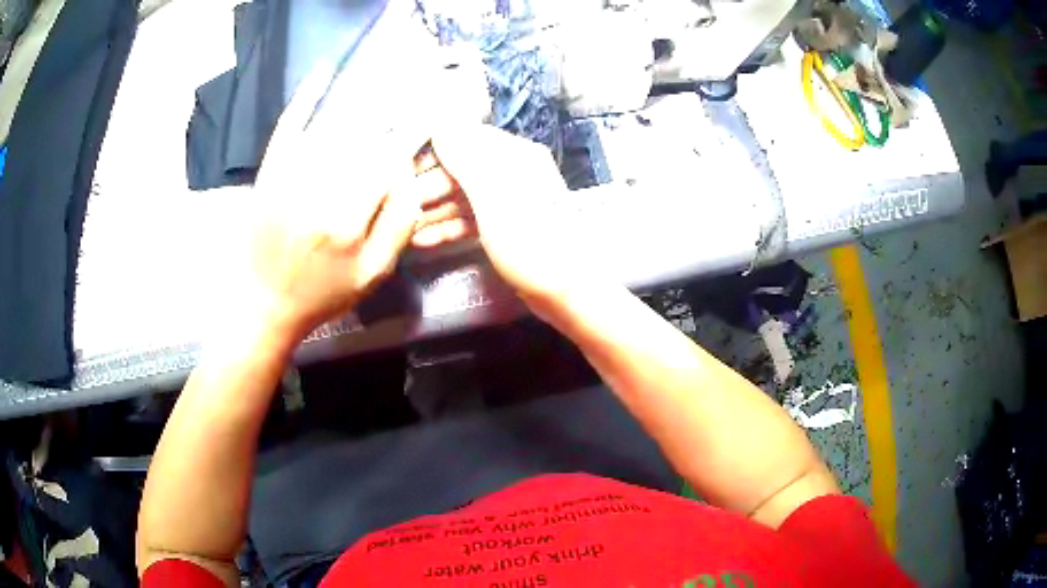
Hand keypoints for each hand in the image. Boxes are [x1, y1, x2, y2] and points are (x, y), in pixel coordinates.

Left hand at [242, 65, 427, 342]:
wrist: (263, 303)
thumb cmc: (322, 294)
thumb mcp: (372, 275)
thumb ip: (398, 226)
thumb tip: (409, 177)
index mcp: (347, 220)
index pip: (388, 161)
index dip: (413, 133)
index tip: (431, 113)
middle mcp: (317, 191)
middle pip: (364, 139)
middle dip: (391, 116)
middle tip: (412, 96)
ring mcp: (288, 177)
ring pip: (333, 126)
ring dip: (362, 101)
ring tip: (384, 86)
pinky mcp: (269, 172)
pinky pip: (289, 126)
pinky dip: (306, 97)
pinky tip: (324, 71)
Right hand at [417, 126, 587, 312]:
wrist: (569, 293)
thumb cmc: (534, 243)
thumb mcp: (496, 198)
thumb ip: (467, 160)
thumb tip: (440, 125)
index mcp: (515, 156)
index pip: (464, 140)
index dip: (431, 153)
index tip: (399, 168)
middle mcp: (510, 173)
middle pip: (459, 171)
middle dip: (426, 187)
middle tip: (394, 206)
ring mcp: (507, 202)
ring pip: (461, 198)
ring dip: (432, 211)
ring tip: (401, 227)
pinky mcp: (504, 228)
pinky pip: (469, 220)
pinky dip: (447, 228)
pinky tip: (423, 240)